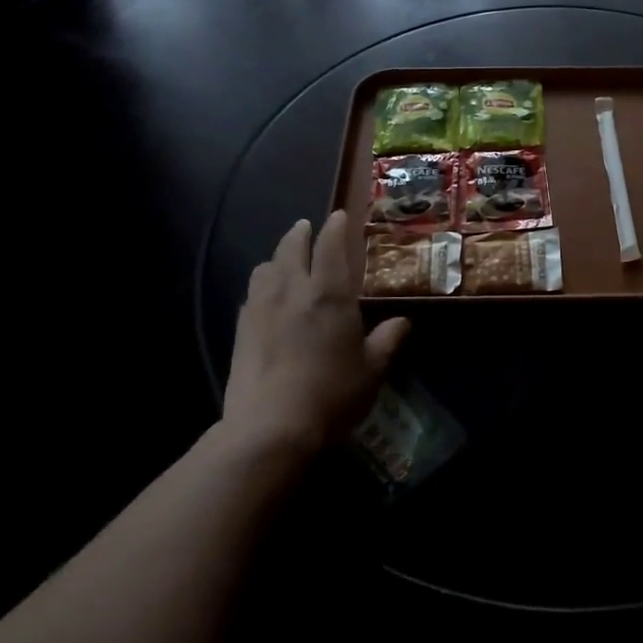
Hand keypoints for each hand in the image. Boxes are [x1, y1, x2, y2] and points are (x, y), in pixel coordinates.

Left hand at [221, 212, 408, 454]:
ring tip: (284, 259)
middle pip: (291, 248)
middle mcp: (293, 290)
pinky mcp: (240, 329)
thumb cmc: (332, 394)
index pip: (331, 246)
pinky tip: (266, 296)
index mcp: (329, 294)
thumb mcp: (372, 370)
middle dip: (300, 233)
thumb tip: (402, 322)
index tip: (338, 216)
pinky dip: (262, 284)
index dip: (335, 227)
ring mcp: (261, 308)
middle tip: (306, 227)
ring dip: (277, 256)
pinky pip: (251, 293)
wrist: (271, 426)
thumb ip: (387, 341)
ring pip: (266, 267)